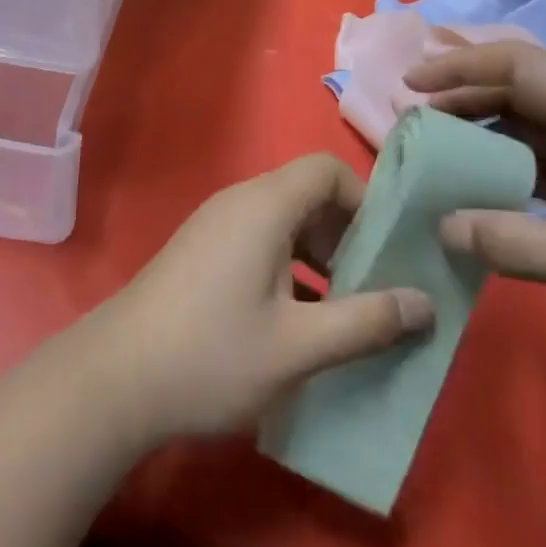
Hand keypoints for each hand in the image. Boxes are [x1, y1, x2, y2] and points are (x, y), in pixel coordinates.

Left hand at [85, 154, 433, 442]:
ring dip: (319, 256)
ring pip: (284, 221)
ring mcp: (215, 226)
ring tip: (344, 310)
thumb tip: (427, 303)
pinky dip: (289, 267)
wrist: (118, 377)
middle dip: (347, 234)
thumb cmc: (213, 353)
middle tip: (373, 286)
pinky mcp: (202, 252)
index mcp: (264, 205)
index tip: (388, 250)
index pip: (325, 169)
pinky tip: (298, 322)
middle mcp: (239, 202)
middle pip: (306, 193)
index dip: (364, 200)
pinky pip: (259, 241)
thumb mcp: (299, 346)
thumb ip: (366, 321)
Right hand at [405, 40, 545, 381]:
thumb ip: (514, 243)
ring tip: (444, 154)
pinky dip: (517, 168)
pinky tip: (494, 194)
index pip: (514, 64)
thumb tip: (442, 227)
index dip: (457, 67)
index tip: (410, 84)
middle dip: (465, 98)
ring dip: (489, 134)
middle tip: (416, 121)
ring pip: (537, 125)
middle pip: (521, 88)